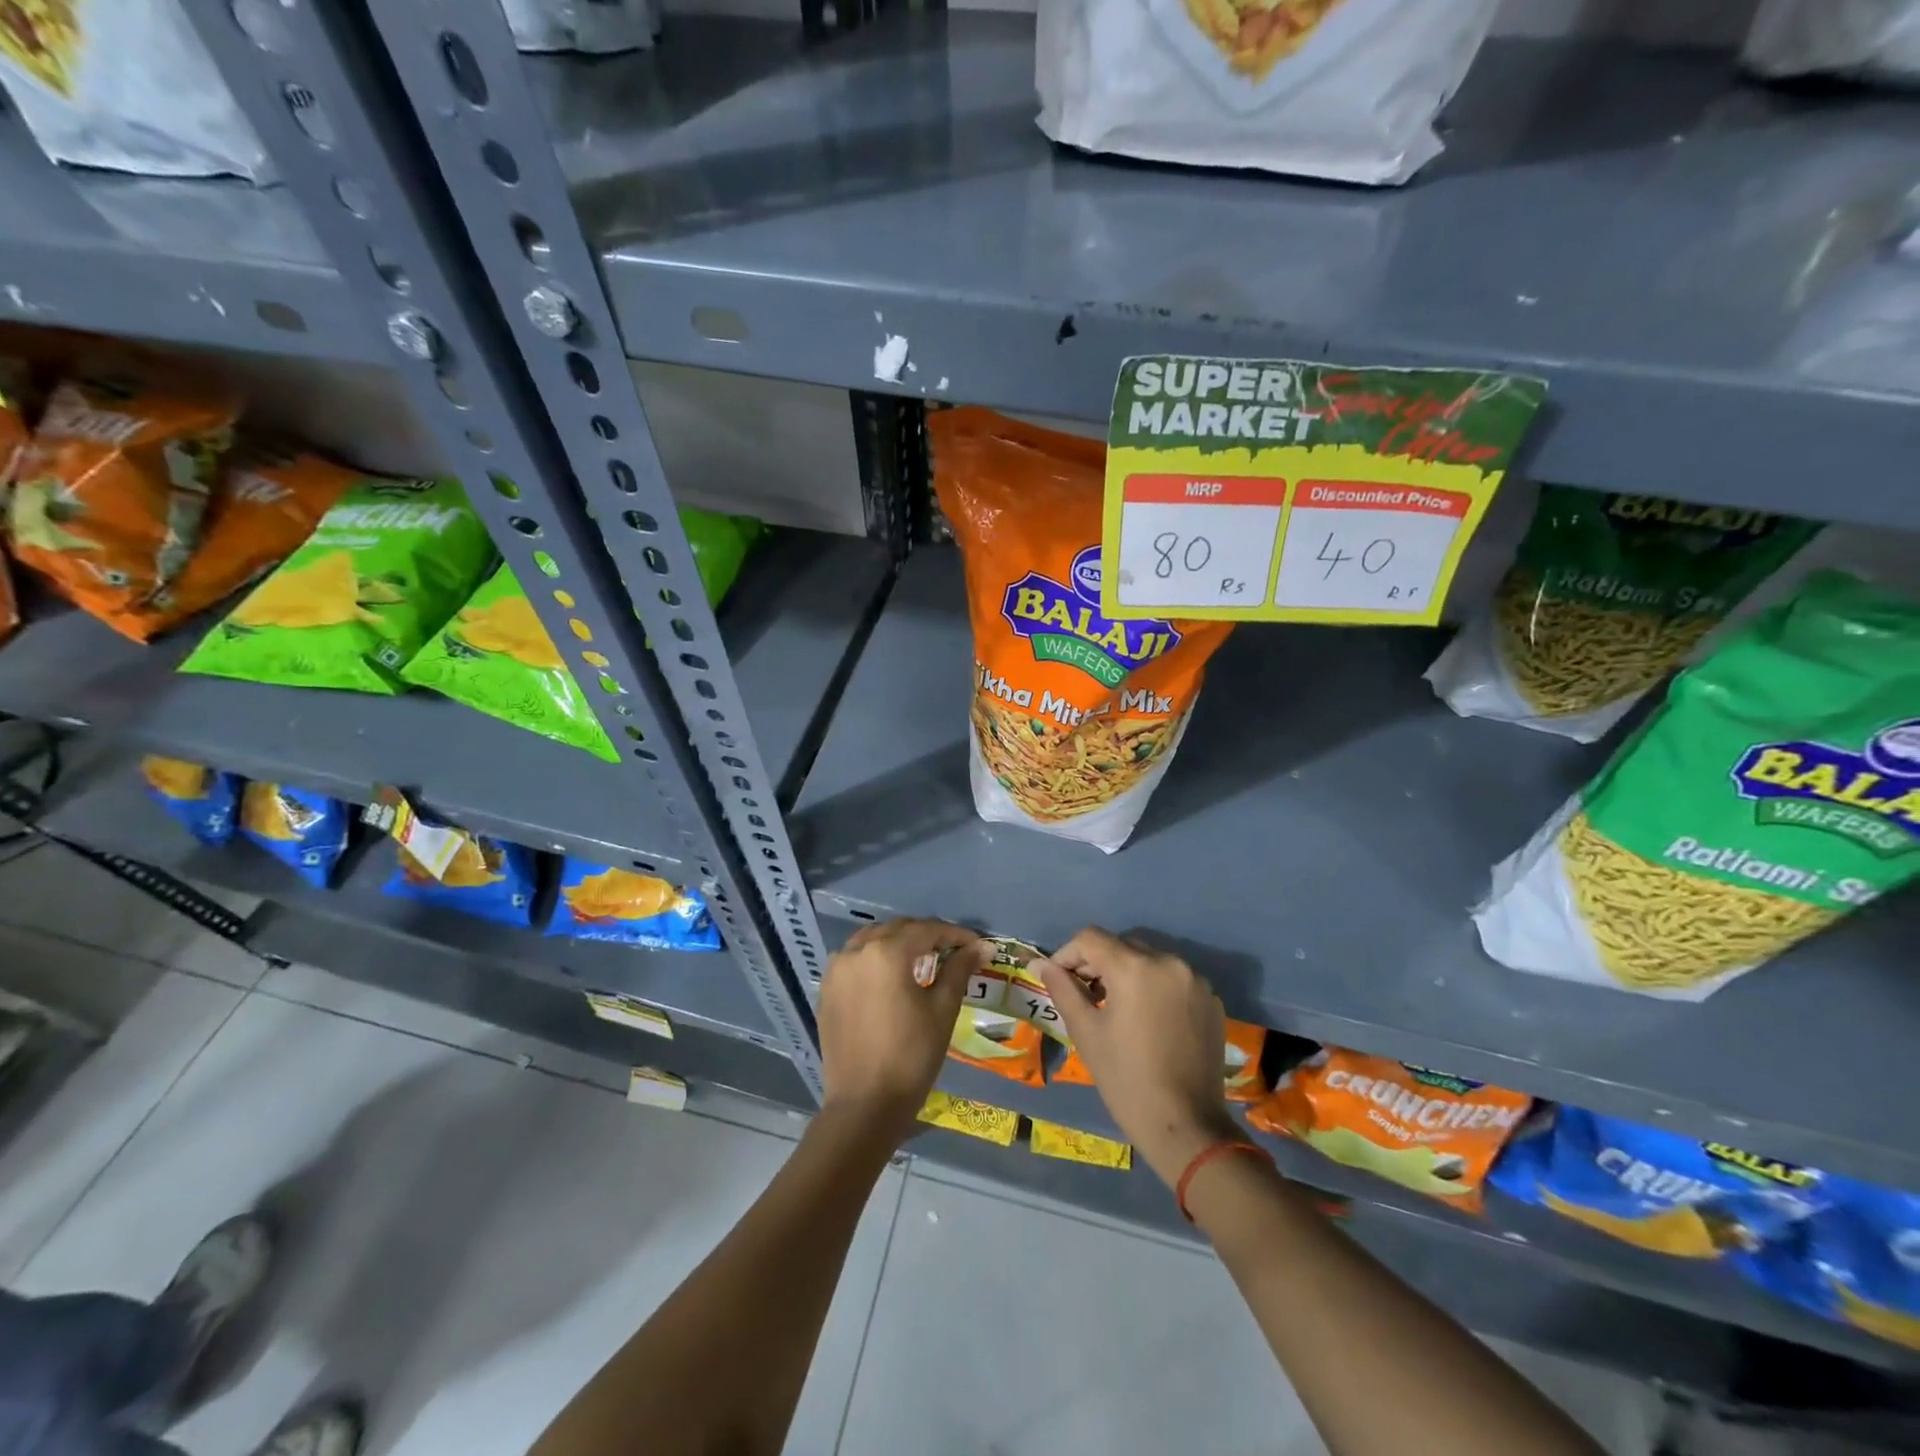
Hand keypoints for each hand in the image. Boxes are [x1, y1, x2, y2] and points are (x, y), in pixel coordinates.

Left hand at [818, 918, 984, 1142]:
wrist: (864, 1105)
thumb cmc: (911, 1056)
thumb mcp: (942, 1010)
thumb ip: (959, 970)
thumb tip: (982, 948)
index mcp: (886, 952)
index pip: (926, 930)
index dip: (955, 935)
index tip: (976, 945)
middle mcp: (856, 951)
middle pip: (898, 929)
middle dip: (926, 935)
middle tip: (953, 951)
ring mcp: (836, 969)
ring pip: (872, 940)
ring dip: (898, 943)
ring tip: (922, 960)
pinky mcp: (826, 989)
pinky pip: (854, 960)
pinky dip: (875, 958)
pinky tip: (891, 977)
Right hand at [1039, 928, 1238, 1186]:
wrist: (1186, 1126)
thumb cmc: (1126, 1079)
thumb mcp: (1086, 1031)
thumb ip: (1062, 989)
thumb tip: (1040, 964)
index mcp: (1134, 967)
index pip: (1091, 938)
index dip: (1068, 953)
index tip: (1059, 979)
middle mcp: (1168, 962)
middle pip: (1122, 945)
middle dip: (1098, 962)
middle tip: (1084, 994)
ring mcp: (1195, 980)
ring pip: (1150, 960)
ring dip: (1128, 973)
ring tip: (1116, 1006)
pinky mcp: (1211, 1000)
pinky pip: (1174, 979)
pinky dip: (1155, 987)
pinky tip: (1148, 1019)